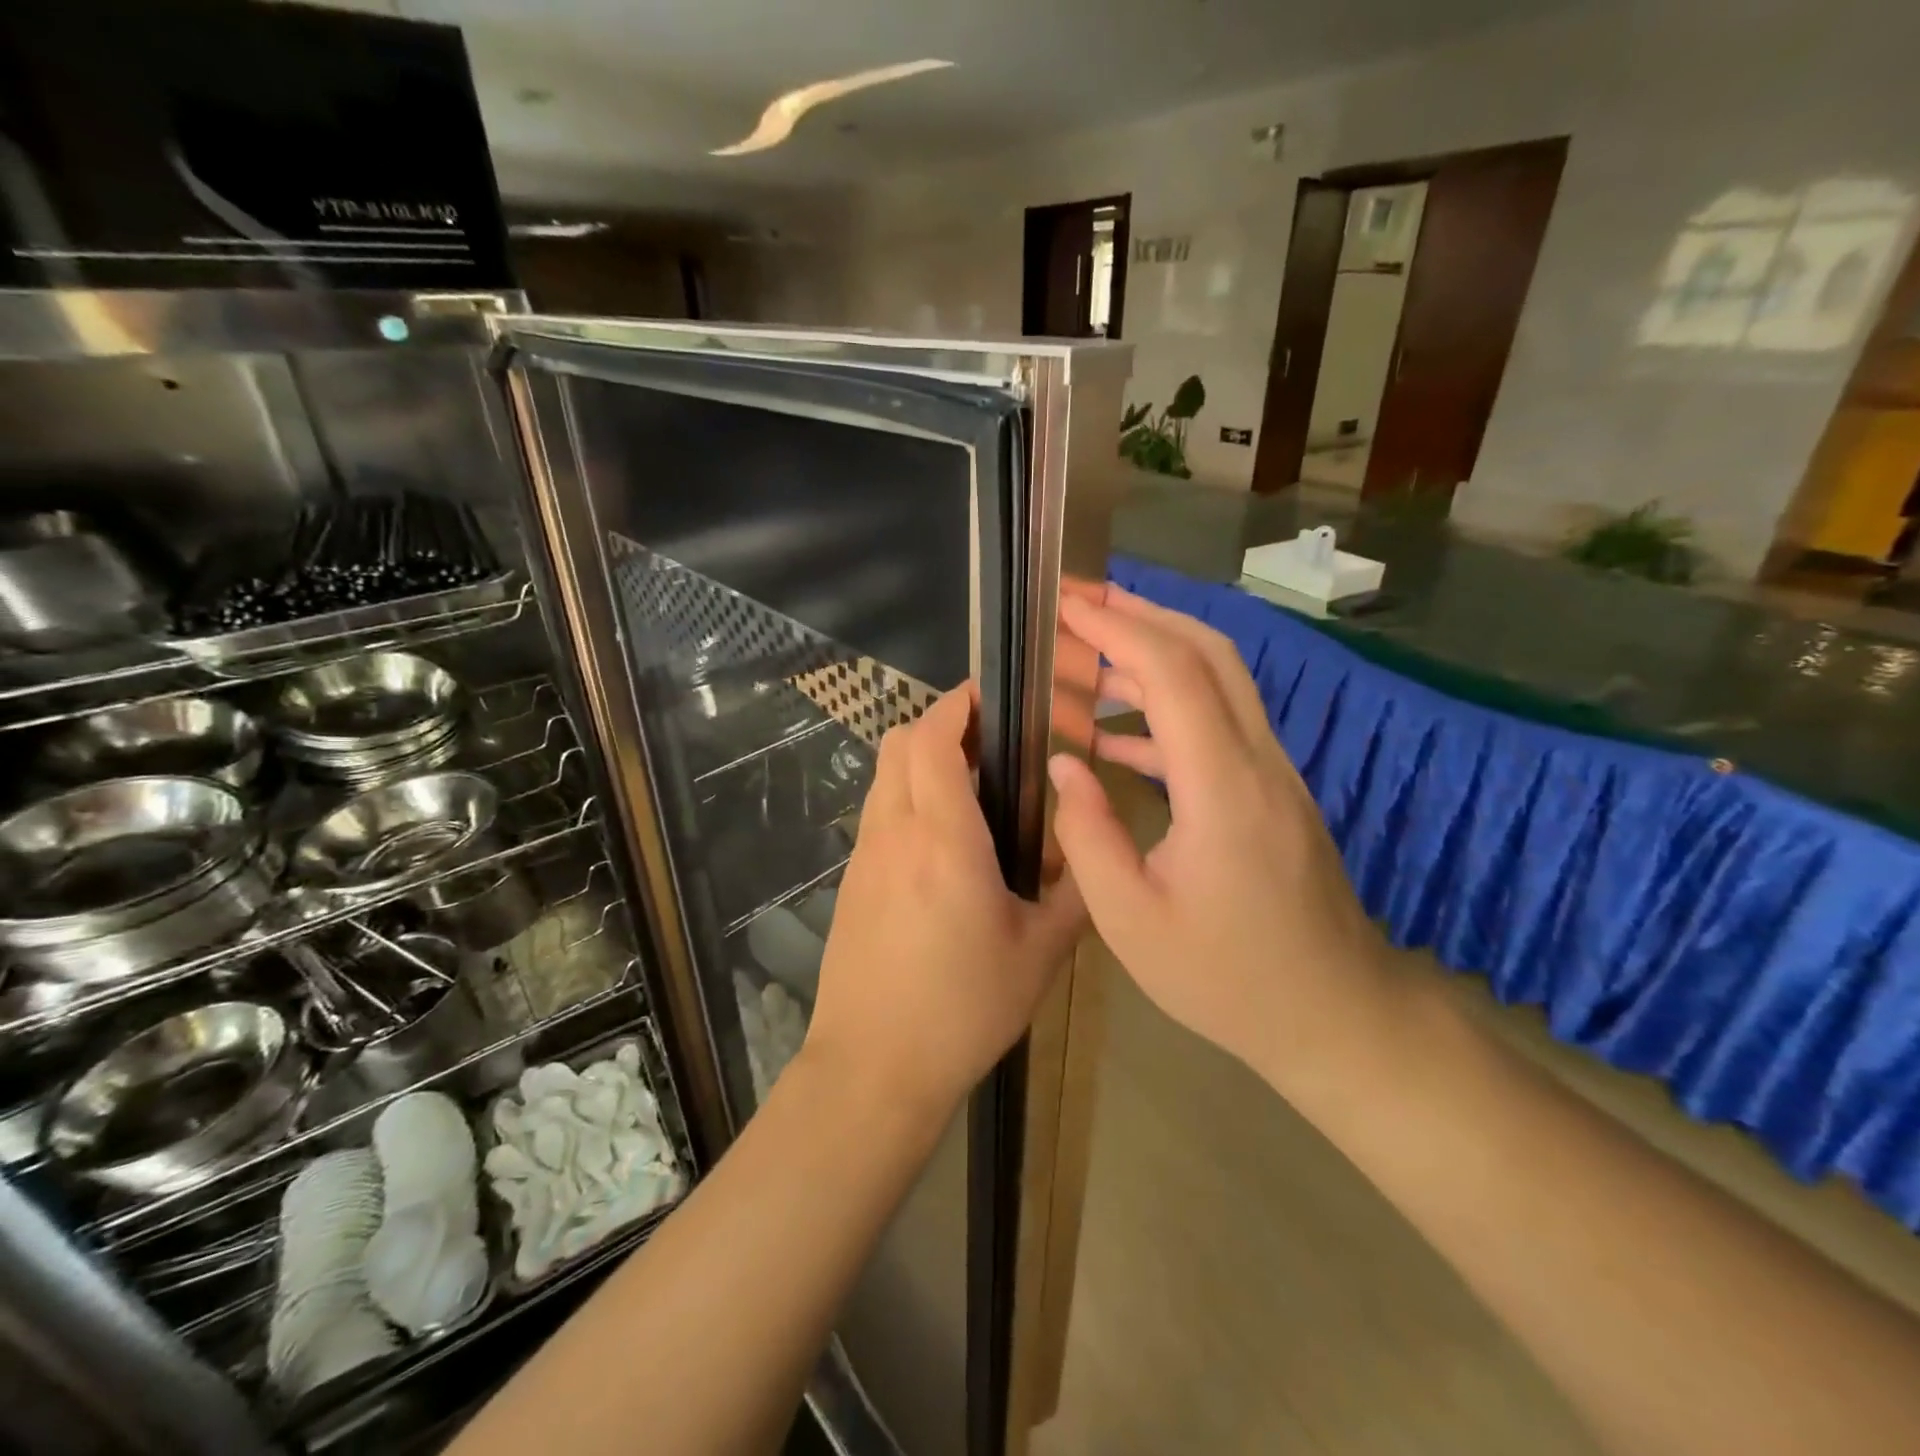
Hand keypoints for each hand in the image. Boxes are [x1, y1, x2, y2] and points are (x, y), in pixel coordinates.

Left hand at [805, 686, 1085, 1115]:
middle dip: (939, 724)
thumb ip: (1075, 893)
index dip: (957, 704)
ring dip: (920, 760)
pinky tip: (942, 841)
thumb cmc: (963, 1009)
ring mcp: (865, 855)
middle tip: (990, 741)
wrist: (873, 1067)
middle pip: (899, 742)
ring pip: (884, 775)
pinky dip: (906, 796)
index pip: (933, 739)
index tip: (990, 695)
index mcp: (944, 840)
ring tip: (971, 787)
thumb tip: (1085, 850)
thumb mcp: (1041, 954)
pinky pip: (878, 812)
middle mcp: (895, 832)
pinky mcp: (852, 880)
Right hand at [1048, 586, 1389, 1092]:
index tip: (1067, 604)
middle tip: (1078, 603)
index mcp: (1222, 788)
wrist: (1336, 1014)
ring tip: (1086, 654)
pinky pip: (1218, 724)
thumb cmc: (1227, 980)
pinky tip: (1115, 734)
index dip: (1118, 628)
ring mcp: (1273, 773)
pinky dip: (1166, 709)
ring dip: (1154, 653)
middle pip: (1209, 653)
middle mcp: (1257, 761)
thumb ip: (1088, 834)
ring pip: (1219, 681)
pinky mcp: (1271, 792)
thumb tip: (1064, 763)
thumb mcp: (1131, 921)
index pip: (1173, 673)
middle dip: (1141, 614)